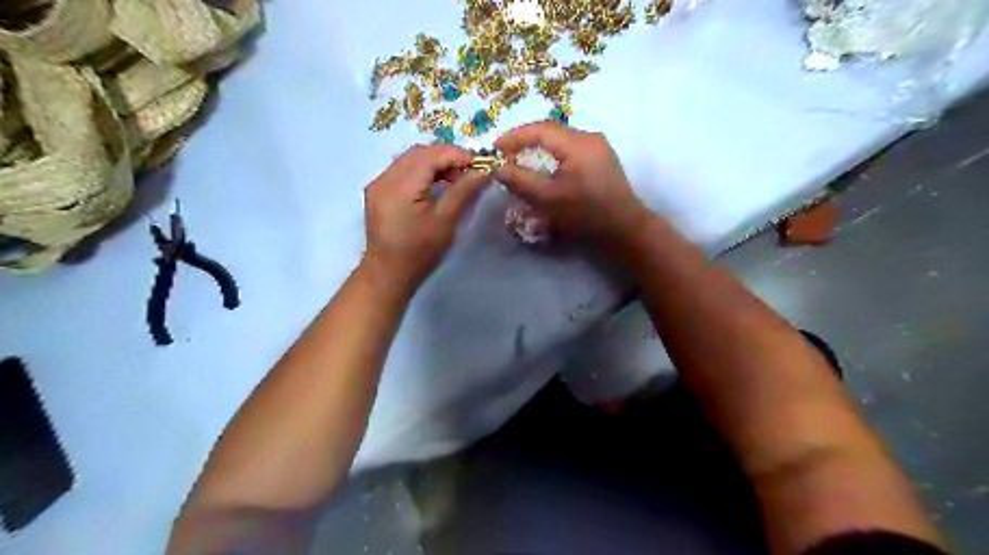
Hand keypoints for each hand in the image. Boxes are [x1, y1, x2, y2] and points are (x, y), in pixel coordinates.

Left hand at [362, 143, 489, 290]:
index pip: (431, 155)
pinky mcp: (379, 192)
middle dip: (447, 157)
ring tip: (456, 179)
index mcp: (399, 185)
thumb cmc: (419, 252)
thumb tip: (484, 170)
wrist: (388, 274)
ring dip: (435, 163)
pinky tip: (437, 185)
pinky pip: (403, 170)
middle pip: (419, 152)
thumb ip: (464, 191)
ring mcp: (378, 184)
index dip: (457, 155)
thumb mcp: (445, 221)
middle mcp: (384, 178)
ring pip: (411, 159)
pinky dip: (423, 171)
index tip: (481, 165)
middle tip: (470, 172)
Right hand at [494, 123, 650, 243]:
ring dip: (539, 148)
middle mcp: (590, 137)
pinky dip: (553, 156)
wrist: (625, 229)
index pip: (540, 129)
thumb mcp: (548, 199)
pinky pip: (571, 150)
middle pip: (551, 132)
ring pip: (561, 141)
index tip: (496, 147)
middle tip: (507, 155)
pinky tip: (545, 168)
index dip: (515, 136)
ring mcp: (599, 148)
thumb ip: (520, 181)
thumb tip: (499, 168)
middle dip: (526, 141)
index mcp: (578, 143)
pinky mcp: (602, 160)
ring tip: (522, 161)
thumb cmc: (586, 214)